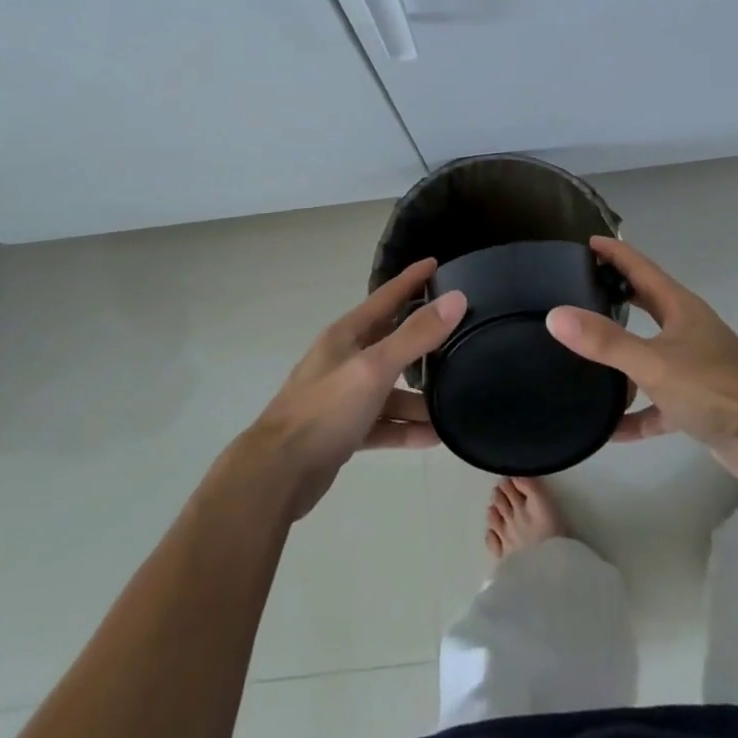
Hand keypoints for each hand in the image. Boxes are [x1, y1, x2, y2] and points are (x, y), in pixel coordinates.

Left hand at [239, 258, 463, 520]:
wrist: (277, 474)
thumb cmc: (325, 410)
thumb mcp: (375, 367)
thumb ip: (416, 335)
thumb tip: (456, 298)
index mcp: (346, 335)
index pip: (386, 297)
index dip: (411, 280)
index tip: (436, 263)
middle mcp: (344, 359)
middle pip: (390, 341)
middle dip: (422, 339)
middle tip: (459, 334)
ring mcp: (342, 397)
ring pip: (389, 389)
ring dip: (418, 397)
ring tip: (453, 403)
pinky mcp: (343, 430)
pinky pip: (382, 423)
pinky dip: (404, 428)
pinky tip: (433, 437)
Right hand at [546, 237, 737, 488]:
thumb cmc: (714, 390)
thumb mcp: (653, 363)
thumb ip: (605, 341)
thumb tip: (556, 315)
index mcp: (680, 308)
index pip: (641, 268)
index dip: (614, 253)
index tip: (586, 242)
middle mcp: (688, 330)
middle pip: (645, 305)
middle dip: (615, 296)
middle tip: (577, 290)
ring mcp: (695, 367)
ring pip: (649, 354)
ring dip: (621, 358)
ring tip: (583, 357)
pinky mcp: (698, 403)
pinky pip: (657, 403)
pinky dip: (635, 412)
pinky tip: (609, 429)